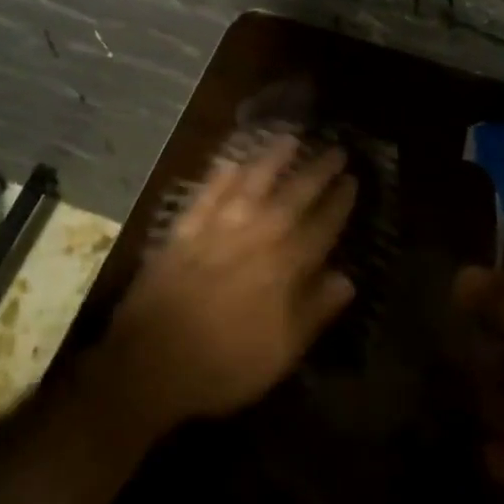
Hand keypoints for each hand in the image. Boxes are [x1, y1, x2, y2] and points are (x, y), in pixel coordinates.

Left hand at [96, 134, 357, 439]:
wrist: (150, 365)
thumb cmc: (225, 366)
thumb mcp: (283, 352)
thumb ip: (316, 311)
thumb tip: (347, 278)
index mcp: (285, 268)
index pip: (322, 226)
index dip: (340, 202)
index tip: (353, 181)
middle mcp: (255, 237)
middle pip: (293, 195)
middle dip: (317, 171)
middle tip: (335, 149)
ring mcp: (216, 230)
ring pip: (251, 183)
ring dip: (272, 158)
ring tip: (290, 137)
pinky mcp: (183, 231)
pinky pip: (206, 193)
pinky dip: (221, 174)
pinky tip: (231, 159)